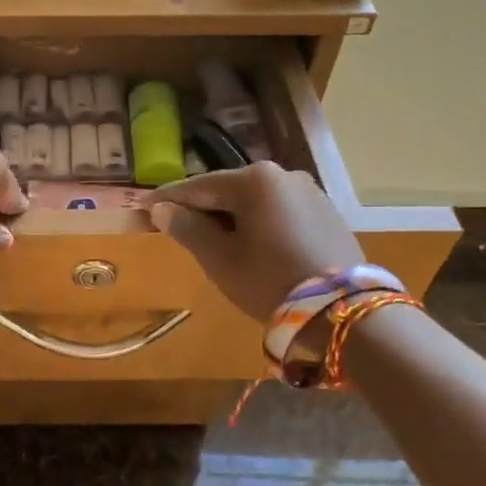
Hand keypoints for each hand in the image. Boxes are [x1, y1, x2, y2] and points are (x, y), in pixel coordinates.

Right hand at [150, 163, 365, 320]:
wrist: (342, 310)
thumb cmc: (269, 280)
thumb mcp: (220, 259)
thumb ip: (188, 228)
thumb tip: (162, 209)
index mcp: (254, 180)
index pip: (198, 187)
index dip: (167, 199)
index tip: (143, 206)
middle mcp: (283, 175)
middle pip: (227, 191)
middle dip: (201, 208)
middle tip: (176, 227)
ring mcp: (308, 192)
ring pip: (254, 202)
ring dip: (230, 217)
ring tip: (212, 241)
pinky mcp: (325, 213)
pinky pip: (278, 212)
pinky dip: (257, 223)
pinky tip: (250, 245)